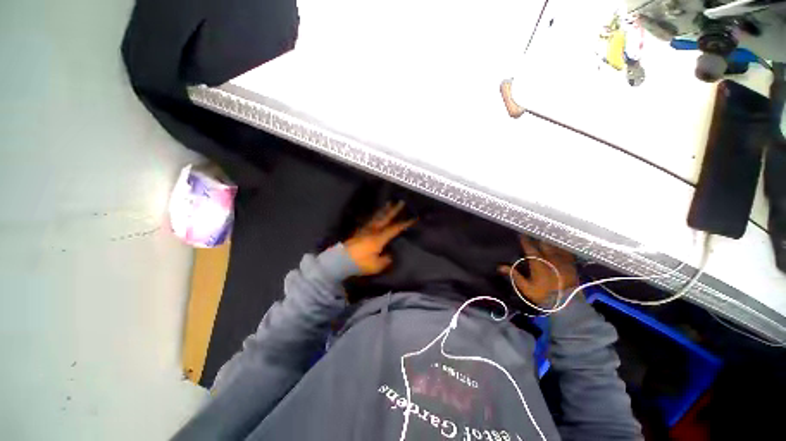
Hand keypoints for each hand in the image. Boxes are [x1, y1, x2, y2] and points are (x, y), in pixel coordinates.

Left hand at [345, 201, 415, 275]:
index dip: (404, 224)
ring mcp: (365, 230)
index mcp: (379, 238)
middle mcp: (373, 231)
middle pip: (385, 218)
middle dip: (394, 210)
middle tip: (400, 202)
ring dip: (384, 210)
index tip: (413, 218)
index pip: (394, 229)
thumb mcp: (376, 265)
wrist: (340, 260)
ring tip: (388, 203)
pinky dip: (374, 216)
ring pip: (377, 217)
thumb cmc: (359, 263)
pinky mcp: (359, 231)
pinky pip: (369, 221)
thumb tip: (390, 255)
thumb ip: (385, 260)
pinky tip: (375, 215)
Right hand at [499, 235, 578, 304]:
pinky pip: (567, 252)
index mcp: (538, 262)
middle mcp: (550, 258)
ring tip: (546, 239)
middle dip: (537, 239)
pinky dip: (562, 249)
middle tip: (533, 236)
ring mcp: (562, 260)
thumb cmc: (543, 295)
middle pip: (543, 243)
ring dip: (549, 242)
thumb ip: (514, 275)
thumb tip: (500, 267)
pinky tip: (560, 248)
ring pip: (555, 246)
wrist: (567, 303)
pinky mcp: (572, 265)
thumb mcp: (525, 287)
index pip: (529, 247)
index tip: (521, 235)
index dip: (524, 240)